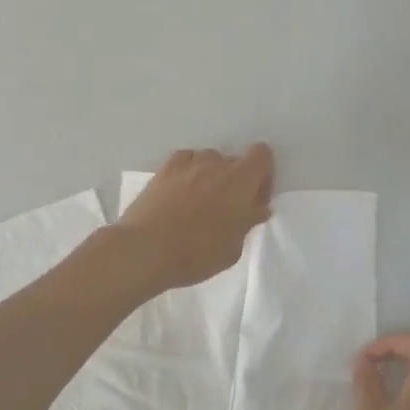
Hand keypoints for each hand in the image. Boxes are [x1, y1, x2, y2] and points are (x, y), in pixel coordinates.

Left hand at [118, 145, 274, 292]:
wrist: (146, 250)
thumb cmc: (196, 254)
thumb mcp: (232, 248)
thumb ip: (247, 223)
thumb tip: (257, 209)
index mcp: (240, 180)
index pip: (262, 155)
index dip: (263, 176)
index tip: (254, 201)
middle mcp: (215, 164)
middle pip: (234, 161)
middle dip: (236, 181)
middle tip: (227, 209)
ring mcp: (187, 164)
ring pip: (208, 160)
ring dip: (211, 176)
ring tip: (200, 202)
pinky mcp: (163, 170)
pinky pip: (184, 161)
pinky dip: (188, 172)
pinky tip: (181, 192)